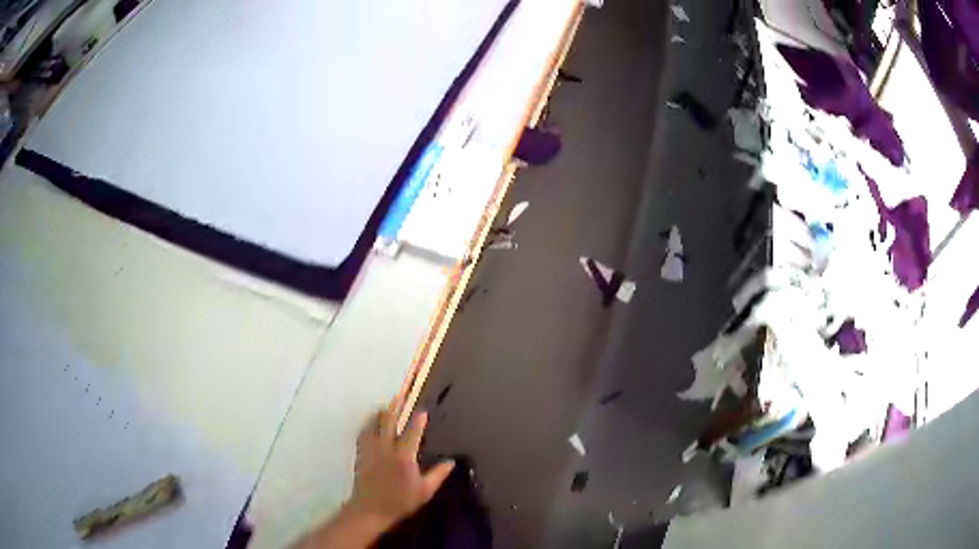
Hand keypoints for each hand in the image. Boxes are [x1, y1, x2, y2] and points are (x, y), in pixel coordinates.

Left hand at [347, 397, 454, 529]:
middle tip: (400, 395)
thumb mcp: (425, 491)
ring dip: (380, 413)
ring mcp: (371, 450)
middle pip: (389, 422)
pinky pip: (363, 434)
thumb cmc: (400, 501)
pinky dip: (368, 425)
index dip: (418, 421)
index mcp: (404, 457)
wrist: (371, 509)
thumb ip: (438, 475)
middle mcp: (386, 449)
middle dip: (395, 407)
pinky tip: (370, 423)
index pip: (412, 433)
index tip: (422, 411)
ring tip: (385, 406)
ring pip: (373, 425)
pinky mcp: (361, 455)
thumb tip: (450, 462)